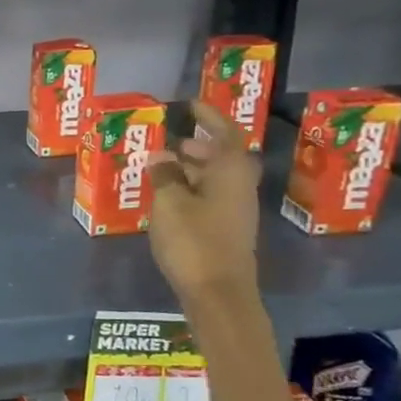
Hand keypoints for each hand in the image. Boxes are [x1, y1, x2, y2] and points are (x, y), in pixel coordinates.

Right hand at [147, 100, 261, 304]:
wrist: (218, 294)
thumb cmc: (194, 241)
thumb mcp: (169, 203)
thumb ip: (164, 175)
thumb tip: (161, 155)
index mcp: (230, 174)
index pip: (225, 135)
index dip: (210, 118)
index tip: (191, 106)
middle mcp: (238, 188)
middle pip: (222, 158)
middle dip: (198, 147)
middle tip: (171, 141)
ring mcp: (235, 212)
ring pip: (214, 179)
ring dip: (191, 169)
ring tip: (161, 167)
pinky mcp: (226, 231)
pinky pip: (209, 198)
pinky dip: (190, 189)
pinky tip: (167, 197)